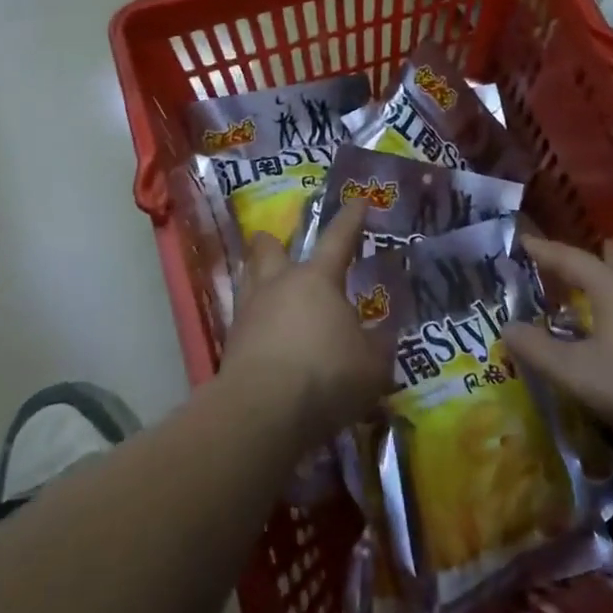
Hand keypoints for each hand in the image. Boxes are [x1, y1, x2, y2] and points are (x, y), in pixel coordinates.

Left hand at [222, 203, 390, 447]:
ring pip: (249, 279)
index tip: (358, 200)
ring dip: (259, 276)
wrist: (262, 412)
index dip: (351, 218)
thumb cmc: (327, 375)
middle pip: (270, 249)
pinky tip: (266, 335)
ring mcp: (249, 313)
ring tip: (270, 286)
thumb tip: (381, 334)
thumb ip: (379, 344)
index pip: (339, 238)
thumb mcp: (373, 364)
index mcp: (318, 279)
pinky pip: (244, 319)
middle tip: (281, 243)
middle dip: (275, 242)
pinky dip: (255, 321)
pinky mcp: (231, 344)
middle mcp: (279, 285)